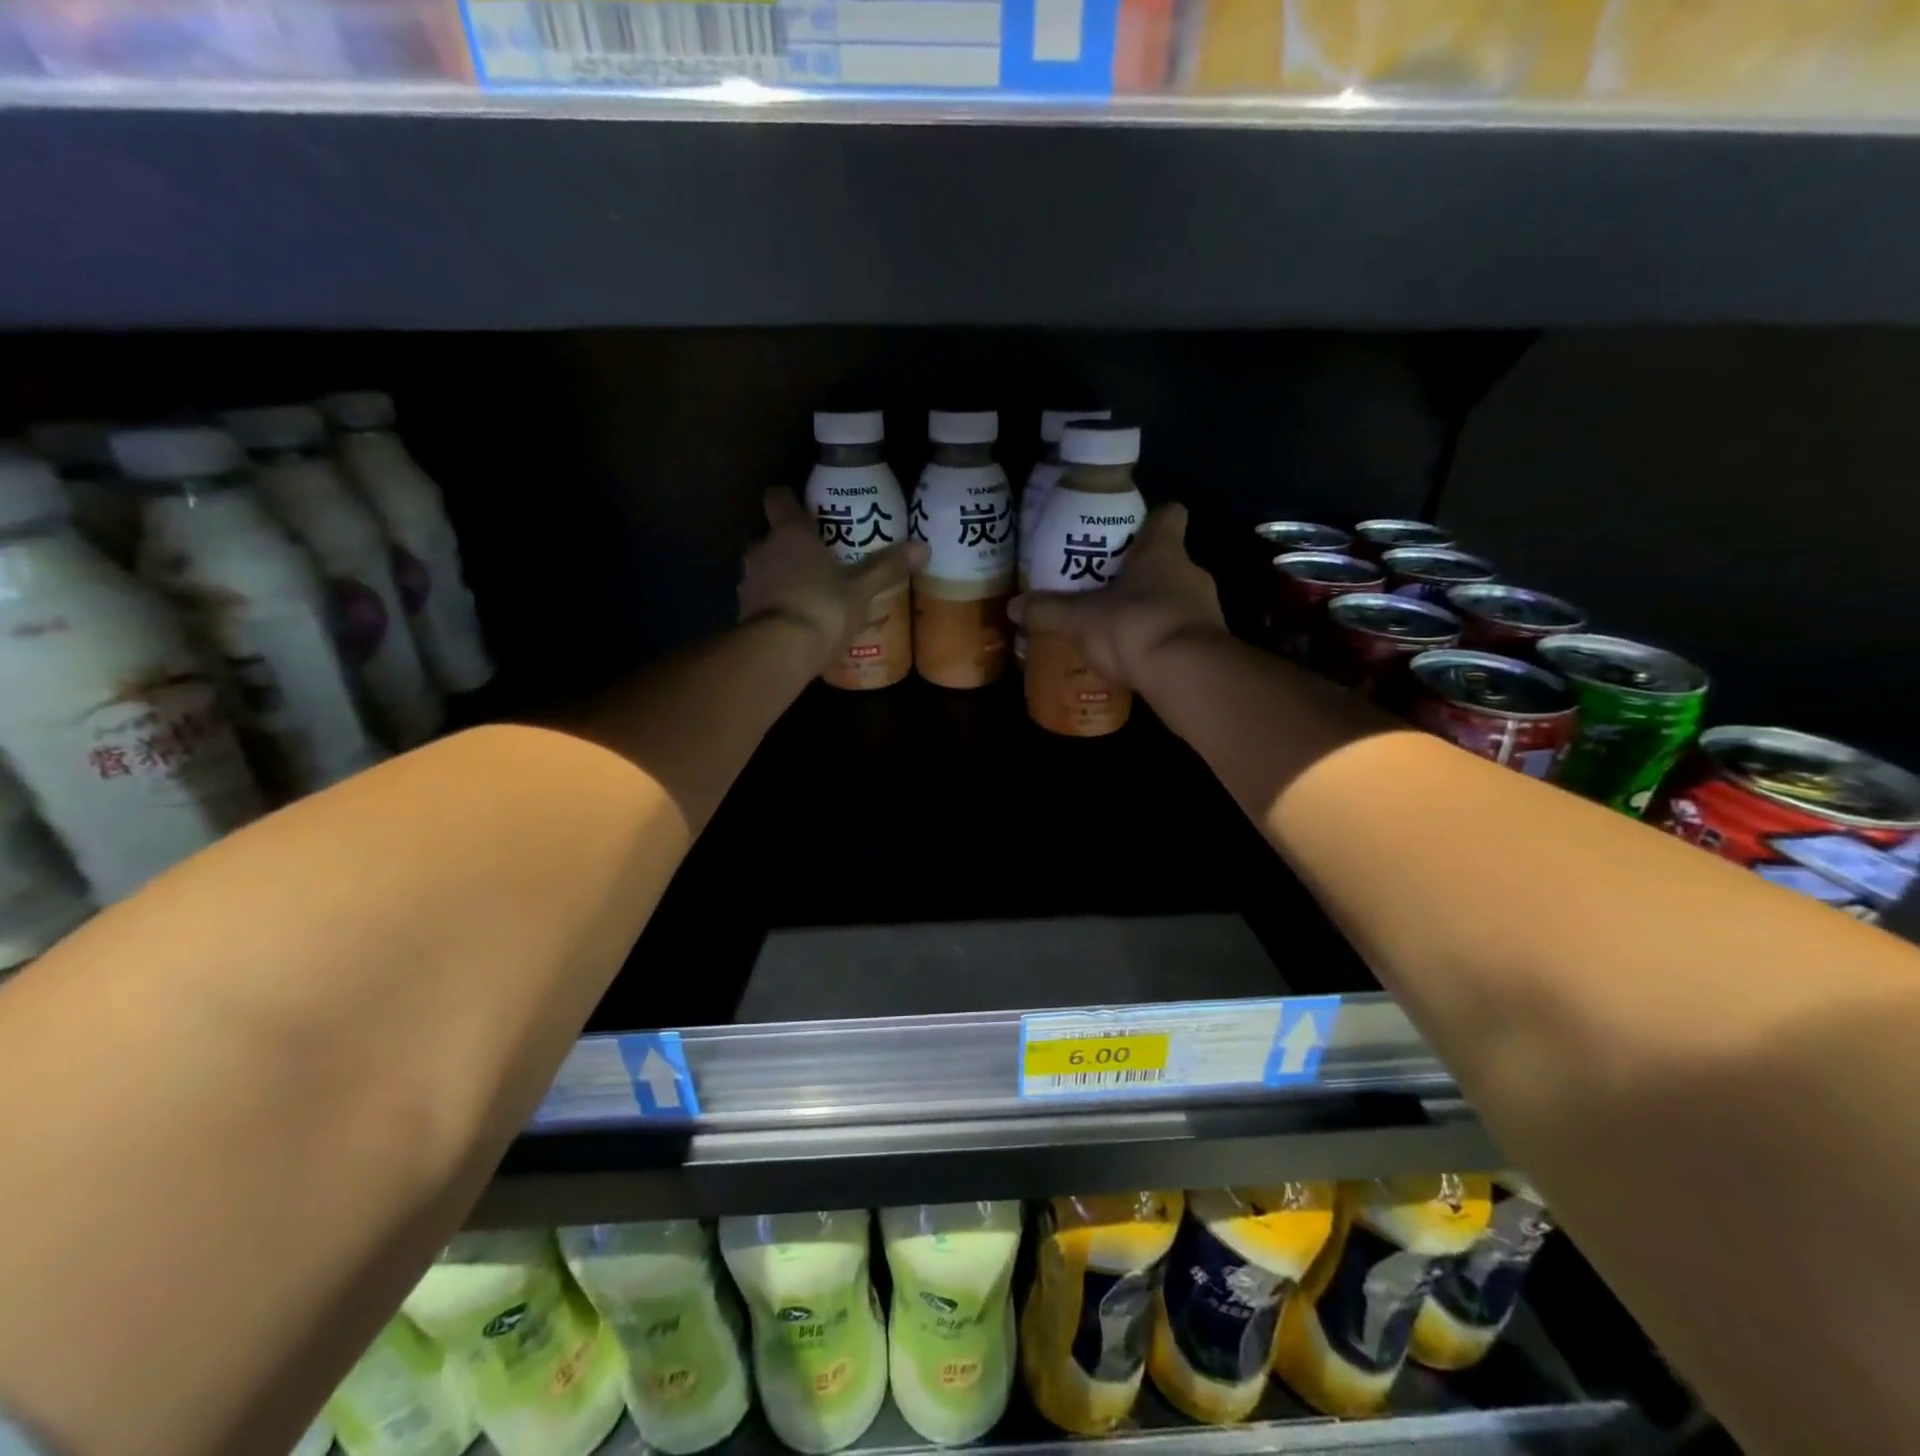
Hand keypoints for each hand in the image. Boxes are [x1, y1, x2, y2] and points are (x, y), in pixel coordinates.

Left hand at [738, 487, 926, 665]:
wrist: (779, 651)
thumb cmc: (823, 607)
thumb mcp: (862, 589)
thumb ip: (887, 567)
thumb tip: (923, 547)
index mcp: (790, 532)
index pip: (778, 499)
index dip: (789, 500)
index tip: (805, 508)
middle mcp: (762, 549)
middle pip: (772, 536)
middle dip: (791, 545)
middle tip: (819, 558)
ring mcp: (748, 581)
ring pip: (765, 568)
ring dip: (781, 576)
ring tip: (810, 593)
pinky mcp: (742, 612)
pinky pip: (762, 599)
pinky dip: (775, 604)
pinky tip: (797, 620)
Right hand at [1009, 504, 1226, 685]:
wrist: (1188, 676)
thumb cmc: (1134, 626)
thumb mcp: (1080, 619)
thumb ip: (1048, 611)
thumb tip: (1012, 606)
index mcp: (1162, 551)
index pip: (1169, 516)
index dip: (1151, 520)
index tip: (1130, 532)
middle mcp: (1190, 572)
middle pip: (1167, 561)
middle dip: (1139, 574)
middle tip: (1106, 588)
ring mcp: (1205, 609)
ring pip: (1175, 599)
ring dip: (1150, 610)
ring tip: (1117, 628)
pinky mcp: (1209, 644)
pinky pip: (1180, 634)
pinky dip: (1161, 642)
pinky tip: (1136, 659)